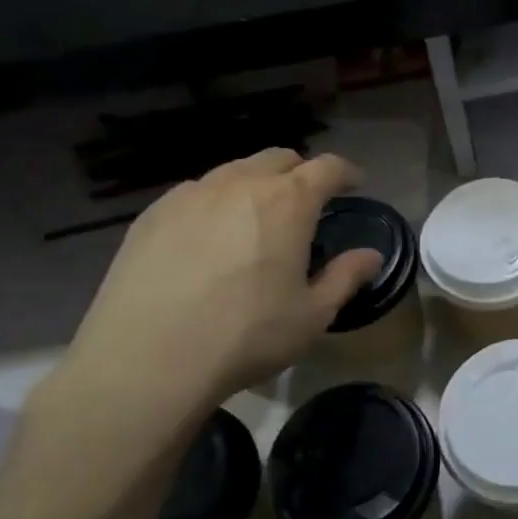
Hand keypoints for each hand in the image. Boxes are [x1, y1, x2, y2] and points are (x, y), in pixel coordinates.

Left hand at [33, 150, 381, 467]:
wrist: (146, 360)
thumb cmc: (246, 336)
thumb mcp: (312, 315)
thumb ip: (346, 277)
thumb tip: (371, 255)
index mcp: (288, 202)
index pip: (327, 167)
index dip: (346, 172)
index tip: (355, 182)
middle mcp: (240, 184)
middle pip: (278, 158)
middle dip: (300, 172)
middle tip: (307, 202)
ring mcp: (191, 195)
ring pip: (234, 171)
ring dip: (256, 185)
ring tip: (256, 219)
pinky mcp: (152, 214)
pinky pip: (196, 194)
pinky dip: (216, 203)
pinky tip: (210, 238)